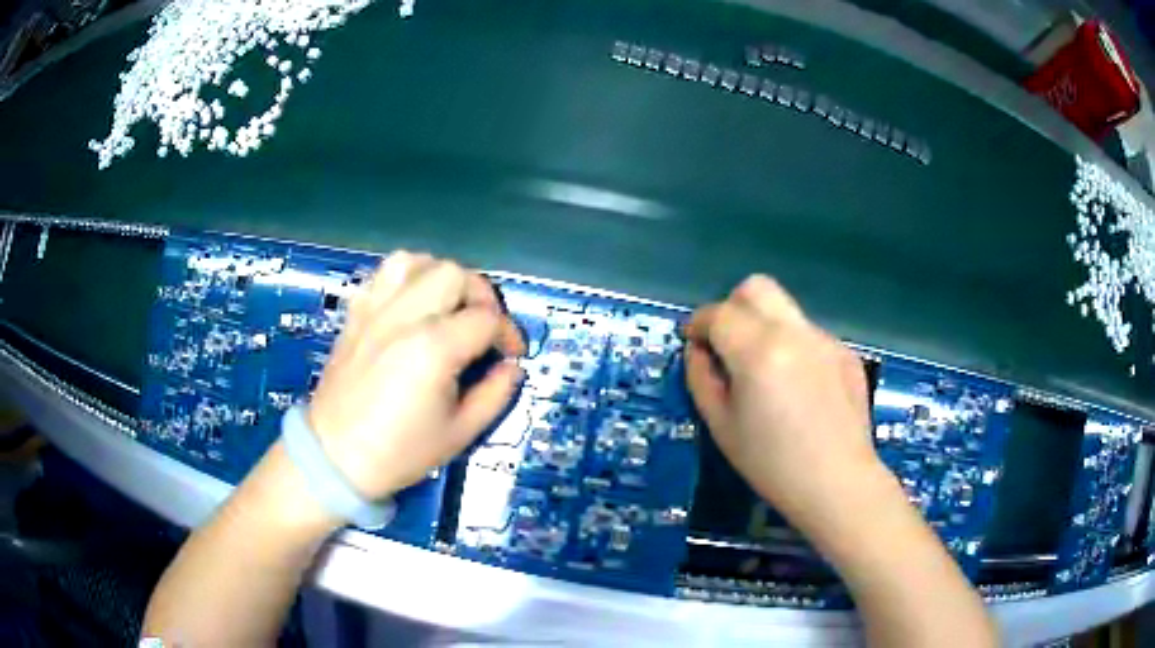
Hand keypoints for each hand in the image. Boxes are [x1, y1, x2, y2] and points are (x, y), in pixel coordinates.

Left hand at [306, 251, 525, 499]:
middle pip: (455, 275)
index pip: (486, 319)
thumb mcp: (461, 433)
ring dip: (442, 278)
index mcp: (434, 348)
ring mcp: (376, 309)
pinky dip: (407, 277)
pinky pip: (384, 273)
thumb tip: (511, 366)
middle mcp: (405, 316)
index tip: (511, 354)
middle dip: (480, 296)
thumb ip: (496, 394)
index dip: (509, 334)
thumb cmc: (400, 451)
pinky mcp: (357, 312)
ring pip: (417, 261)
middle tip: (483, 327)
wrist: (336, 456)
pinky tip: (413, 302)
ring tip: (448, 306)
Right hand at [684, 275, 881, 525]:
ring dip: (765, 329)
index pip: (719, 312)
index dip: (699, 324)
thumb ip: (702, 379)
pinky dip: (794, 349)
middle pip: (757, 288)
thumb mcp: (722, 427)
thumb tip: (699, 351)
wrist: (838, 483)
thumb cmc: (772, 464)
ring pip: (785, 312)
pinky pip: (810, 336)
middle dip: (733, 307)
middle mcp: (794, 332)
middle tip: (728, 345)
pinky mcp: (845, 353)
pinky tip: (801, 391)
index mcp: (758, 350)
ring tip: (767, 376)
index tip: (694, 343)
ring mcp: (825, 340)